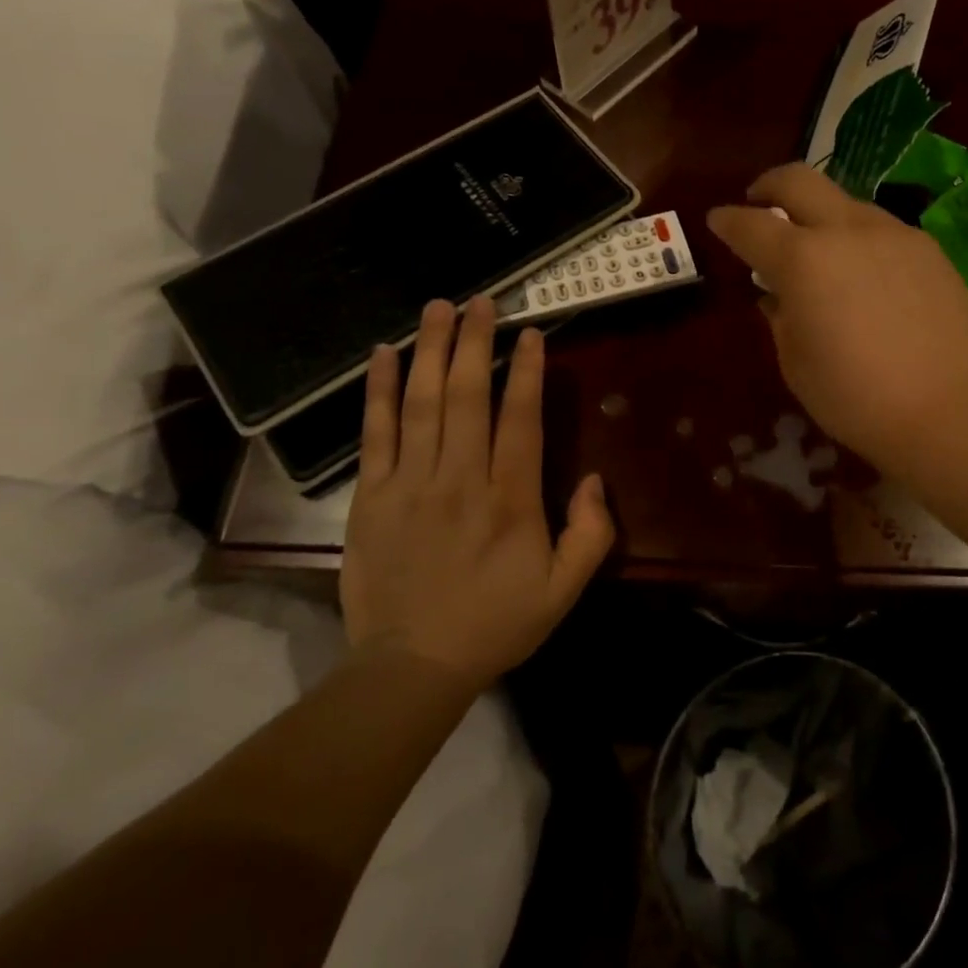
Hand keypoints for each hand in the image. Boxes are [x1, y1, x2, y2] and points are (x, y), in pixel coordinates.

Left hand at [339, 297, 615, 689]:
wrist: (412, 666)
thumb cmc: (495, 624)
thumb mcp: (563, 591)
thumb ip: (591, 535)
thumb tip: (595, 480)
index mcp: (511, 500)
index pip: (520, 419)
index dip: (526, 371)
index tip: (529, 333)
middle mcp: (461, 479)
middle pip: (468, 396)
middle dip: (476, 342)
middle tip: (481, 301)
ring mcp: (411, 484)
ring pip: (423, 403)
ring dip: (431, 351)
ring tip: (438, 308)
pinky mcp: (372, 496)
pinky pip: (376, 433)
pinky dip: (379, 391)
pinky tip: (383, 355)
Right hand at [707, 164, 967, 473]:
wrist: (950, 412)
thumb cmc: (855, 398)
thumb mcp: (796, 364)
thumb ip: (780, 318)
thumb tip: (777, 296)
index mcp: (803, 260)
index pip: (751, 225)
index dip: (727, 220)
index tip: (717, 220)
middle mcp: (847, 231)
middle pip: (799, 181)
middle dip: (769, 185)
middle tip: (758, 201)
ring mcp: (895, 235)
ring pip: (846, 202)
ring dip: (820, 214)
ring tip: (816, 247)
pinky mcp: (931, 250)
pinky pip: (882, 230)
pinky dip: (859, 238)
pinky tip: (864, 272)